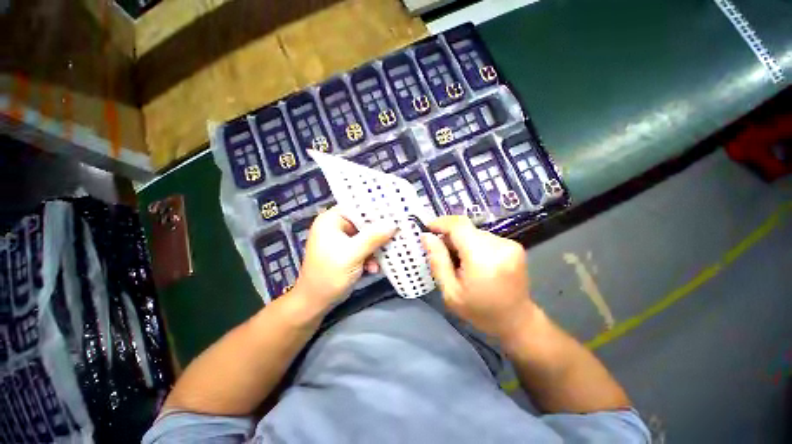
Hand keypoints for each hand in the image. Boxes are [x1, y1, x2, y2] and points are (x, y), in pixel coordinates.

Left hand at [292, 207, 396, 309]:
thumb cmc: (329, 275)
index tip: (394, 213)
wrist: (316, 302)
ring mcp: (342, 239)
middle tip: (396, 235)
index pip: (357, 206)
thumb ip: (373, 237)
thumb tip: (393, 224)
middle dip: (379, 232)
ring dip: (375, 248)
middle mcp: (336, 226)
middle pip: (364, 222)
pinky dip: (370, 256)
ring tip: (380, 260)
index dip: (375, 209)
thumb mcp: (352, 254)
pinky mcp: (347, 251)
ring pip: (366, 236)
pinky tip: (373, 268)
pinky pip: (364, 247)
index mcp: (331, 220)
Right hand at [421, 215, 535, 338]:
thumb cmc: (480, 311)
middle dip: (450, 237)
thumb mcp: (450, 292)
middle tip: (442, 254)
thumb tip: (427, 236)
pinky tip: (474, 261)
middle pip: (466, 228)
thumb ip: (438, 261)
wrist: (517, 321)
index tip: (428, 229)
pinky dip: (473, 244)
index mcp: (483, 258)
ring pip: (474, 232)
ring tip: (459, 261)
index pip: (459, 226)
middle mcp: (500, 245)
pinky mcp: (514, 245)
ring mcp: (510, 244)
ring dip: (462, 241)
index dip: (441, 223)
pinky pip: (484, 237)